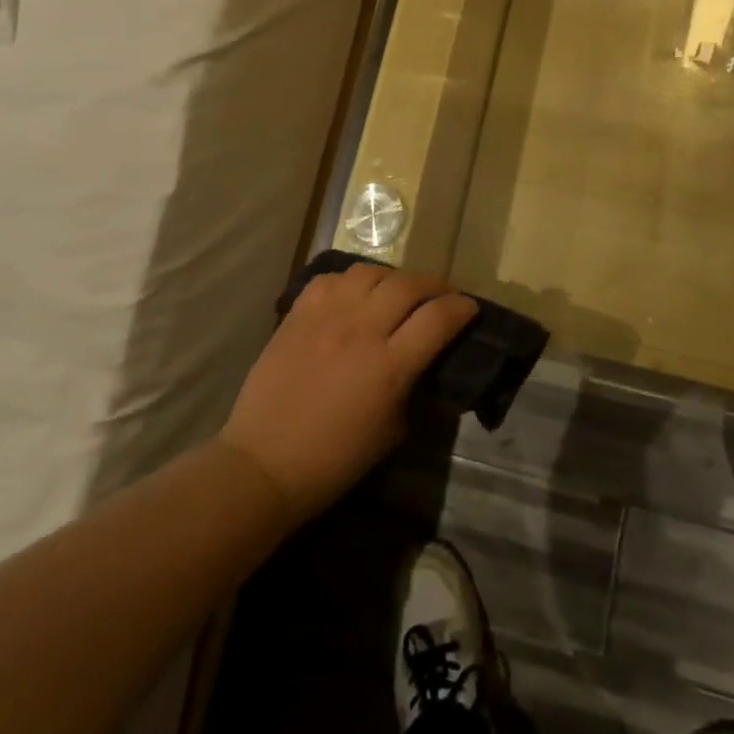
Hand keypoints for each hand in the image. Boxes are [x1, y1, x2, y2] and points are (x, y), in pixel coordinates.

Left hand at [218, 263, 477, 524]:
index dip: (461, 308)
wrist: (264, 462)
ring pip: (370, 271)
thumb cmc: (334, 460)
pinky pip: (331, 278)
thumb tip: (424, 364)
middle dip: (435, 284)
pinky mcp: (298, 313)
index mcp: (389, 365)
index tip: (470, 308)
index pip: (438, 318)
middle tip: (441, 294)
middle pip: (409, 285)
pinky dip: (350, 281)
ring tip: (396, 291)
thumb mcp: (391, 431)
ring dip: (392, 278)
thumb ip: (412, 388)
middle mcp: (361, 329)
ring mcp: (326, 316)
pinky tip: (353, 295)